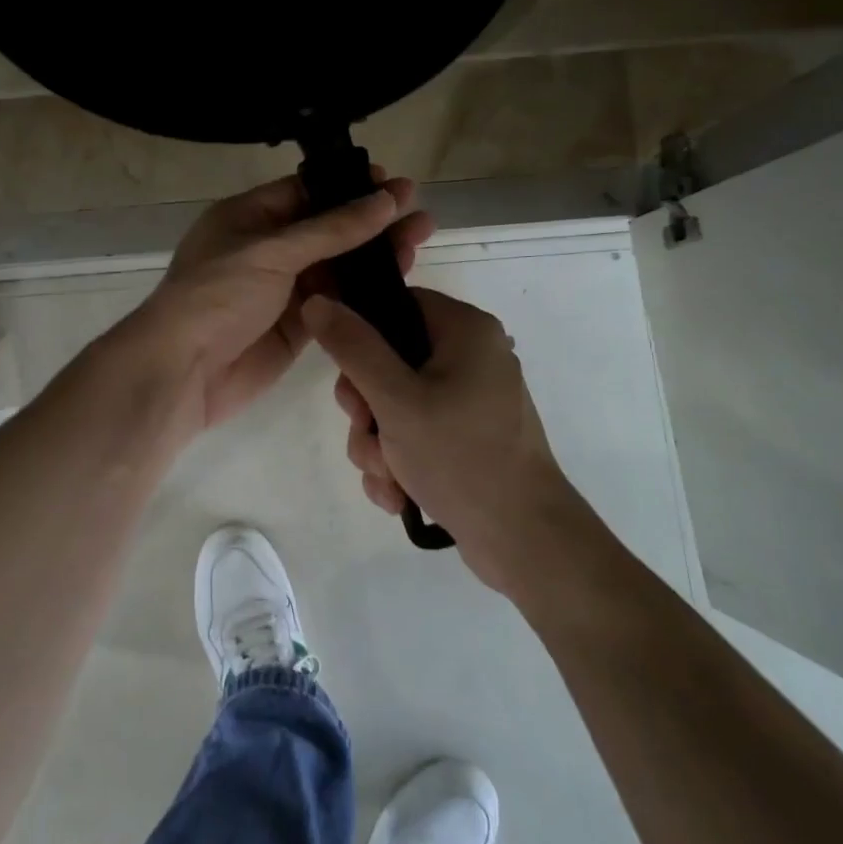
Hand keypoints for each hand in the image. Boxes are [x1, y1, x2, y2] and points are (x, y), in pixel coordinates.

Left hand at [129, 171, 435, 442]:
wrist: (183, 372)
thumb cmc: (217, 295)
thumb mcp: (271, 251)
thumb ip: (331, 229)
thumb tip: (385, 199)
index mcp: (247, 217)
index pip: (305, 192)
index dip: (348, 187)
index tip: (391, 184)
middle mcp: (267, 248)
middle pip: (328, 229)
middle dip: (371, 221)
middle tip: (418, 213)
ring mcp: (283, 289)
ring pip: (337, 266)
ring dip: (374, 255)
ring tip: (420, 239)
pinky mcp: (298, 325)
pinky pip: (337, 301)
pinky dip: (365, 293)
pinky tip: (400, 281)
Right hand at [302, 287, 576, 591]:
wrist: (525, 541)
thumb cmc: (461, 457)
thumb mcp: (396, 400)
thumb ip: (353, 348)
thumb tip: (317, 301)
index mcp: (467, 331)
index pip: (399, 307)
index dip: (363, 337)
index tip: (348, 377)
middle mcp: (473, 358)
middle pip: (391, 360)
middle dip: (367, 409)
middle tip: (366, 433)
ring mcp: (471, 401)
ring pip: (397, 405)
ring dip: (378, 443)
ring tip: (387, 476)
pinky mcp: (468, 439)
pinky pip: (416, 434)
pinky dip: (400, 461)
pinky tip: (398, 494)